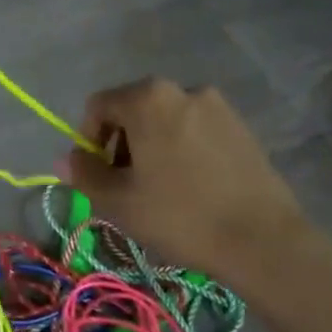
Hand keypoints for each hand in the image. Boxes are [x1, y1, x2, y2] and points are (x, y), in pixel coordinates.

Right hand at [63, 79, 306, 285]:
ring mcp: (217, 106)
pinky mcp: (242, 127)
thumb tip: (66, 159)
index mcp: (147, 98)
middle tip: (127, 187)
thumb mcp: (118, 201)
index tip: (99, 177)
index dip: (88, 140)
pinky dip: (182, 150)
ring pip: (165, 121)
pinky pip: (195, 130)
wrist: (265, 242)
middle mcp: (181, 89)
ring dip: (152, 147)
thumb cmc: (181, 216)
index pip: (98, 106)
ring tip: (161, 190)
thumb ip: (83, 174)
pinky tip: (192, 187)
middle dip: (121, 144)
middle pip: (133, 110)